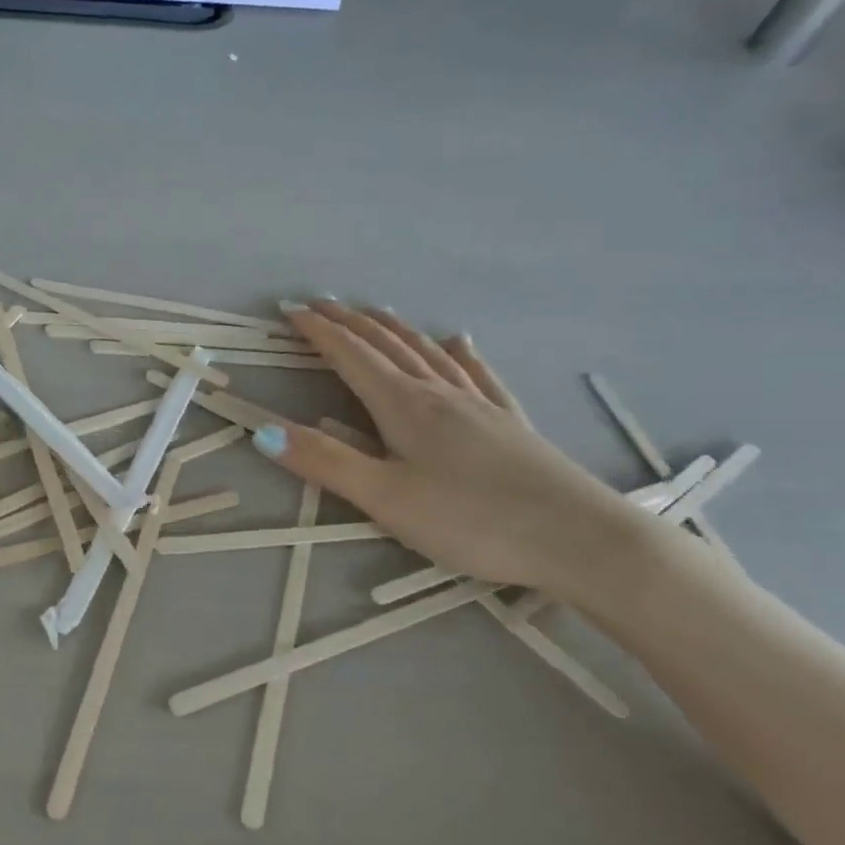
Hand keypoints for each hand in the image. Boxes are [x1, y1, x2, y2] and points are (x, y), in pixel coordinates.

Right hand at [256, 302, 638, 597]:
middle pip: (387, 345)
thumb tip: (262, 430)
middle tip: (320, 304)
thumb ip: (325, 462)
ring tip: (374, 311)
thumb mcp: (385, 499)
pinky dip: (458, 353)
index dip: (318, 331)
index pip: (350, 356)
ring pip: (428, 352)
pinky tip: (458, 342)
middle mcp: (439, 393)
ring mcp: (479, 405)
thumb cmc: (472, 521)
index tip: (290, 309)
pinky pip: (477, 374)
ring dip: (394, 329)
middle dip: (349, 322)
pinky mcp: (510, 423)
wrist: (582, 540)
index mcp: (403, 406)